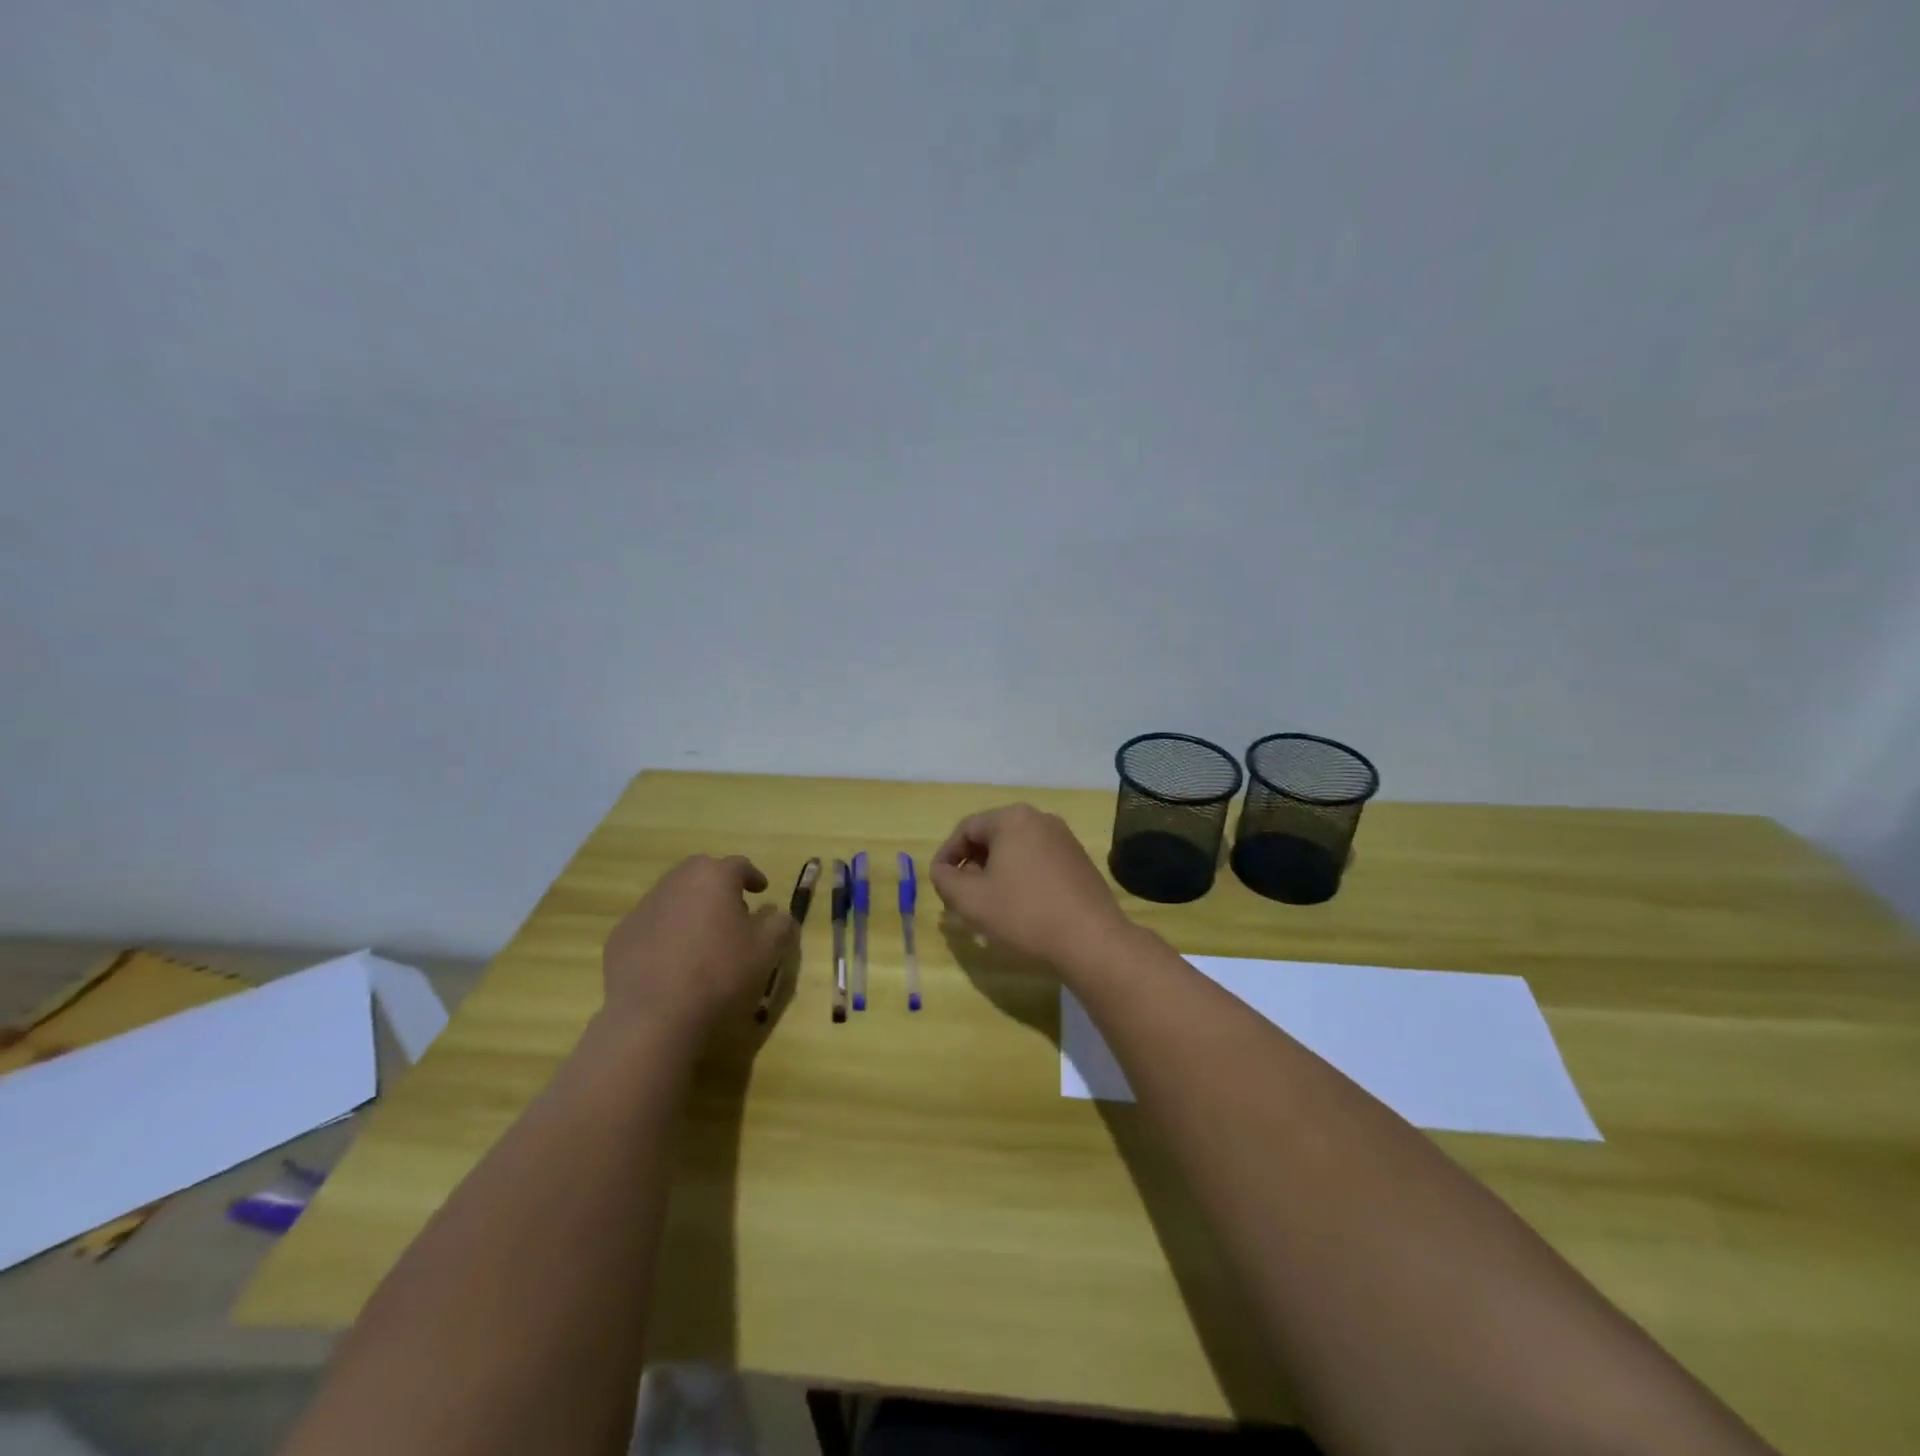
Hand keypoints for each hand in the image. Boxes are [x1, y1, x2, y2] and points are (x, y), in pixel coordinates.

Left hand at [601, 855, 792, 1033]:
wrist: (654, 1017)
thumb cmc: (721, 974)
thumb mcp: (767, 950)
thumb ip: (779, 924)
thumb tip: (779, 914)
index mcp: (714, 877)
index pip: (739, 865)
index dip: (753, 877)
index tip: (761, 891)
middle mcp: (676, 882)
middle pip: (701, 873)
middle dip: (718, 886)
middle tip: (732, 911)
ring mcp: (643, 908)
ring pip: (673, 897)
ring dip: (691, 909)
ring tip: (703, 938)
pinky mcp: (621, 936)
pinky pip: (651, 925)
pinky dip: (665, 934)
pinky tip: (673, 962)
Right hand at [930, 805, 1132, 969]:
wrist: (1091, 941)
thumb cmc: (1024, 914)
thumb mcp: (970, 900)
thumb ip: (945, 879)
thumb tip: (942, 870)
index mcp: (1012, 819)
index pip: (966, 829)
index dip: (946, 856)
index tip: (939, 884)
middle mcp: (1040, 819)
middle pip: (992, 838)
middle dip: (971, 867)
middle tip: (960, 898)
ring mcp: (1064, 840)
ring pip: (1016, 852)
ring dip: (995, 875)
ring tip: (987, 907)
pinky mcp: (1079, 862)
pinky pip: (1038, 863)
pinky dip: (1020, 880)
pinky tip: (1019, 909)